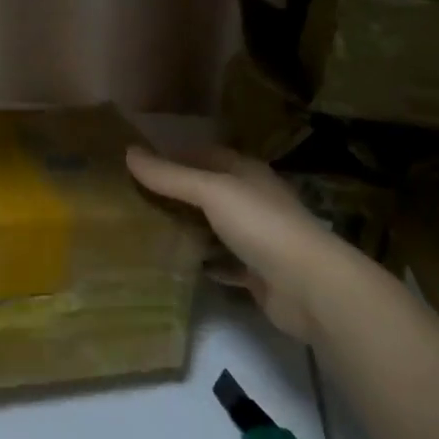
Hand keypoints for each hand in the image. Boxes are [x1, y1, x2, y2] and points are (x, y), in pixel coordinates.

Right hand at [126, 145, 341, 339]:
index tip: (137, 162)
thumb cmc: (261, 225)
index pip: (205, 154)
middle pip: (207, 191)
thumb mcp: (211, 191)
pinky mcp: (256, 272)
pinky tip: (175, 263)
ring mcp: (257, 238)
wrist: (310, 287)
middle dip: (175, 193)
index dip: (174, 155)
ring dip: (186, 227)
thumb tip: (128, 151)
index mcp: (246, 173)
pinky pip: (221, 262)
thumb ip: (170, 175)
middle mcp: (253, 200)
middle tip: (132, 197)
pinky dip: (201, 261)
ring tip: (144, 228)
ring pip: (213, 227)